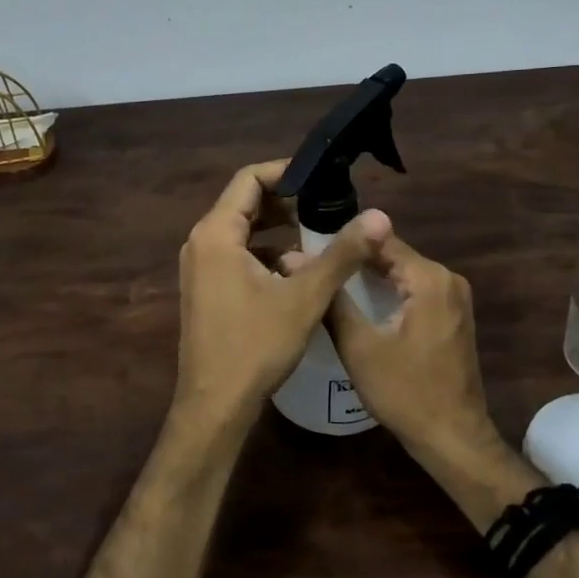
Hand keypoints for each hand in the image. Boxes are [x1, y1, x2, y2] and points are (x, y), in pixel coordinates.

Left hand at [174, 160, 390, 433]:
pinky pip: (237, 255)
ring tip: (319, 234)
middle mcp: (201, 242)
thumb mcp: (305, 297)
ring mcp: (200, 267)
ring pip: (242, 231)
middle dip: (286, 201)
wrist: (215, 405)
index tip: (322, 178)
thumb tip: (379, 216)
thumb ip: (342, 253)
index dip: (286, 172)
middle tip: (328, 205)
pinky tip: (297, 270)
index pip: (248, 179)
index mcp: (216, 233)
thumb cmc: (256, 346)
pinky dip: (266, 253)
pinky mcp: (206, 288)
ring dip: (278, 229)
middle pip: (244, 203)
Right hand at [324, 231, 501, 467]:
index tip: (308, 248)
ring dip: (368, 276)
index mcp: (429, 278)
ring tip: (326, 280)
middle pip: (391, 254)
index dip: (343, 242)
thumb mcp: (359, 346)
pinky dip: (386, 291)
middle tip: (311, 266)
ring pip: (401, 272)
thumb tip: (294, 259)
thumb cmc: (405, 392)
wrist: (453, 438)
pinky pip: (413, 289)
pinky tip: (357, 302)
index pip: (379, 239)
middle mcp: (447, 278)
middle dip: (353, 259)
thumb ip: (330, 298)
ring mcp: (454, 296)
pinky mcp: (452, 314)